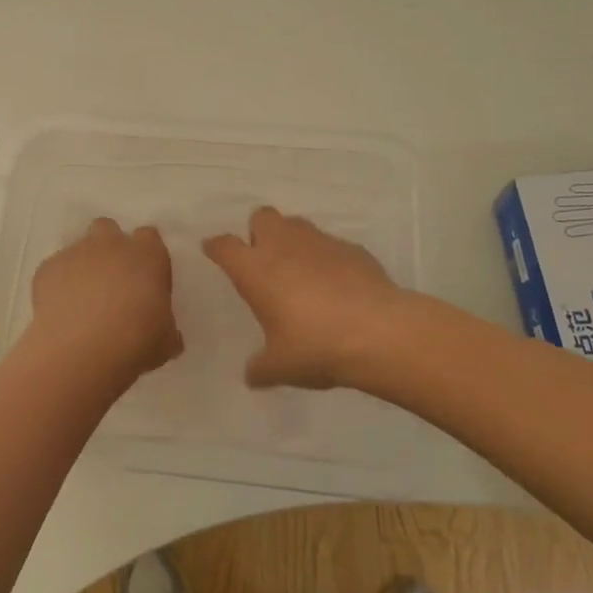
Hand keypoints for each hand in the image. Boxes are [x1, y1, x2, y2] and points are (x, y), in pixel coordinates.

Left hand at [25, 217, 182, 383]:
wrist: (82, 349)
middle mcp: (111, 244)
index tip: (145, 279)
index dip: (146, 255)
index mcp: (147, 254)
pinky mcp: (47, 268)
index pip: (149, 237)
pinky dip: (57, 285)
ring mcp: (76, 252)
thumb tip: (168, 334)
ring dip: (83, 266)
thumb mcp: (165, 340)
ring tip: (82, 301)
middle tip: (112, 281)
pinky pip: (54, 270)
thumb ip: (167, 328)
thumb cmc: (137, 340)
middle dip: (109, 247)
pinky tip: (60, 311)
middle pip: (109, 228)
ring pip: (79, 249)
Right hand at [203, 207, 407, 390]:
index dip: (216, 247)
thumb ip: (260, 368)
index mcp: (256, 269)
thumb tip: (251, 375)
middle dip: (258, 231)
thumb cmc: (316, 346)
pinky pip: (331, 245)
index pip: (225, 246)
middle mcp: (284, 245)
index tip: (213, 250)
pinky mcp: (352, 248)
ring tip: (300, 271)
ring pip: (297, 225)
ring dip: (293, 241)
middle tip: (264, 260)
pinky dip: (327, 259)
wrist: (379, 332)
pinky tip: (337, 285)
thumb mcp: (281, 367)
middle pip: (262, 216)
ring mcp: (321, 242)